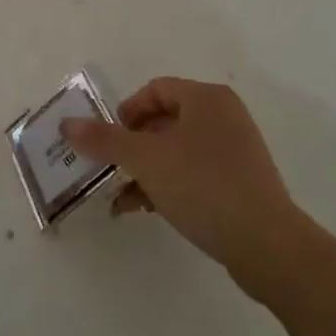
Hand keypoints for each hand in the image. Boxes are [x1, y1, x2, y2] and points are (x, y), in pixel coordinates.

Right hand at [64, 77, 303, 287]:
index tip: (108, 141)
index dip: (126, 112)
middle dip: (131, 145)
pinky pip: (194, 174)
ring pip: (176, 151)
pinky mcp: (241, 183)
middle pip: (164, 120)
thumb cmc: (203, 186)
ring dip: (145, 170)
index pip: (155, 90)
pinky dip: (167, 185)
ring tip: (120, 195)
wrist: (267, 245)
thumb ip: (104, 140)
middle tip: (110, 168)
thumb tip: (67, 124)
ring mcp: (235, 151)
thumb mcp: (146, 160)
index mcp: (206, 98)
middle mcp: (224, 117)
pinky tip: (143, 209)